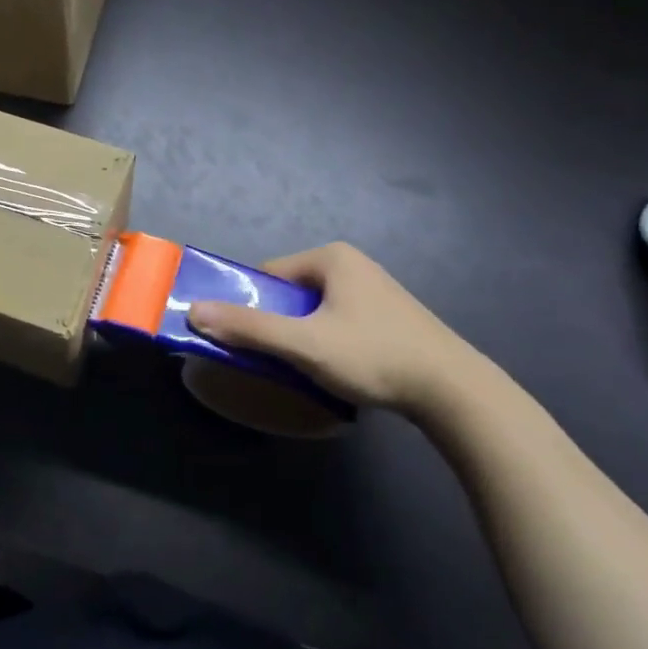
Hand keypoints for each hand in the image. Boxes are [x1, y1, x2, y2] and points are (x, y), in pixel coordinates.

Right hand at [188, 243, 485, 416]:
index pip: (268, 275)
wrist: (454, 391)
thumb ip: (249, 328)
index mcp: (331, 257)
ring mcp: (374, 289)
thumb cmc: (373, 355)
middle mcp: (352, 264)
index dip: (251, 305)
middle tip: (277, 358)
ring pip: (315, 309)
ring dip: (302, 335)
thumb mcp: (304, 344)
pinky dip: (327, 340)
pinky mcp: (389, 315)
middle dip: (278, 323)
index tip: (247, 339)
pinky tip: (338, 368)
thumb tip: (194, 311)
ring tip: (307, 368)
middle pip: (290, 292)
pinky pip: (338, 320)